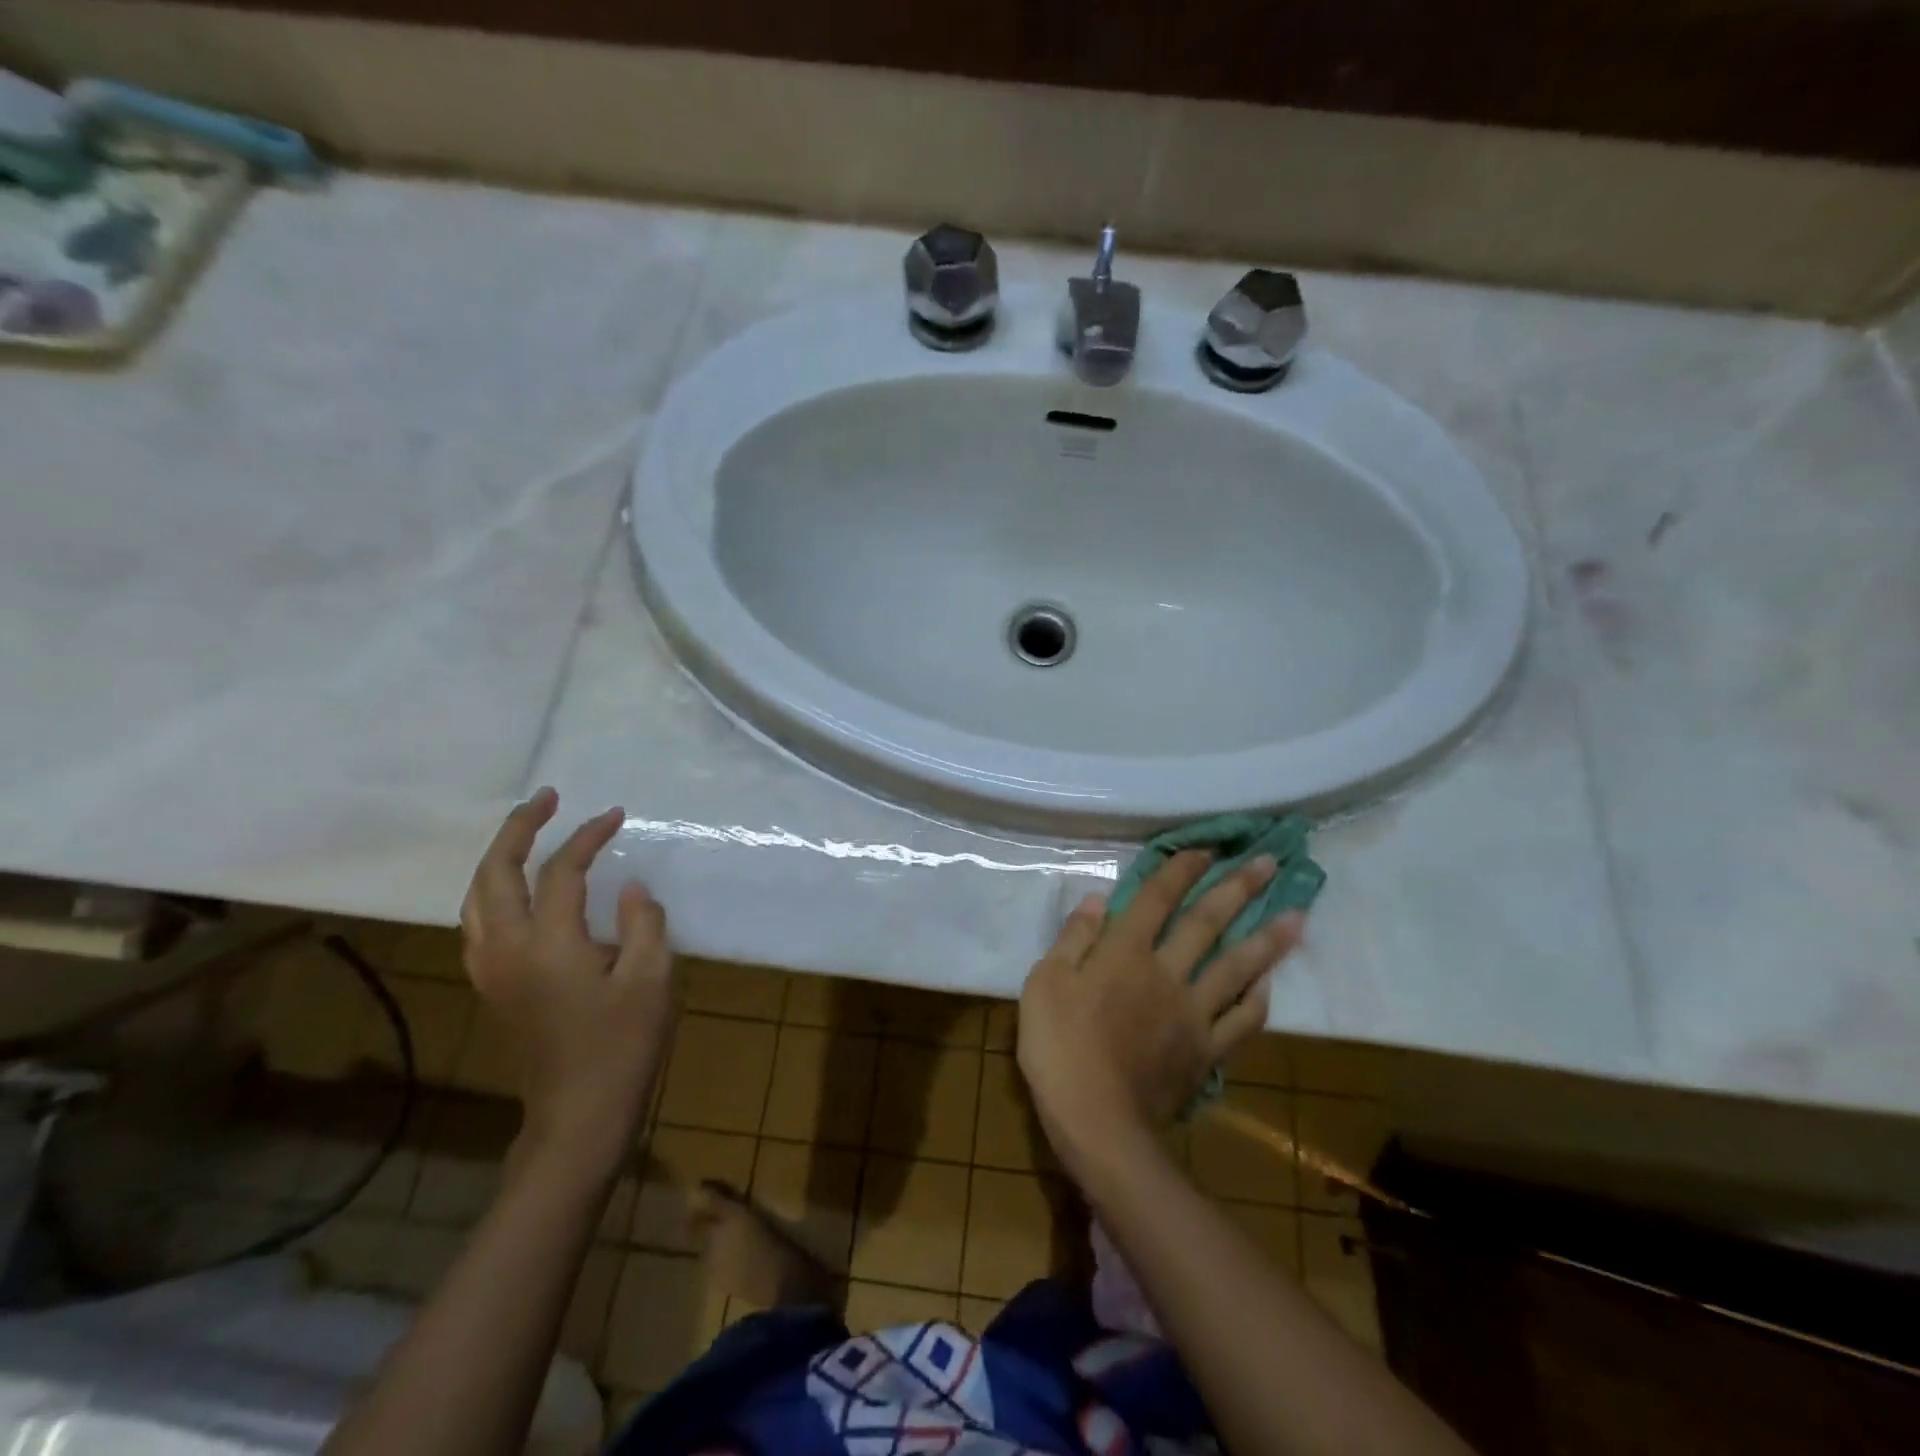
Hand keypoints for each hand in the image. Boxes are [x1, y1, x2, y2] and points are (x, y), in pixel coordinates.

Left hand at [460, 787, 674, 1177]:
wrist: (578, 1114)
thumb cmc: (622, 1045)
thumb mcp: (652, 979)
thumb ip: (644, 922)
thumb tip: (630, 888)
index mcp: (548, 944)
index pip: (561, 872)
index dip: (587, 837)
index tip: (616, 815)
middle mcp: (507, 950)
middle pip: (496, 873)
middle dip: (519, 829)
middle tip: (547, 799)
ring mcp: (492, 970)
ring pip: (476, 898)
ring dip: (498, 857)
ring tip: (526, 833)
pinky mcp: (493, 987)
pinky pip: (478, 923)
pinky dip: (491, 891)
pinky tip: (512, 889)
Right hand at [1017, 852, 1302, 1166]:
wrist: (1097, 1121)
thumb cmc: (1059, 1046)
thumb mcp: (1045, 983)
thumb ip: (1074, 939)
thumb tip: (1097, 900)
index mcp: (1124, 952)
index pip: (1157, 899)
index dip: (1180, 870)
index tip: (1205, 848)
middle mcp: (1166, 972)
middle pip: (1206, 923)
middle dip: (1237, 889)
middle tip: (1269, 863)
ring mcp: (1192, 1013)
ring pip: (1237, 968)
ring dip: (1267, 940)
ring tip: (1297, 916)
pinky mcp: (1206, 1051)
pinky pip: (1241, 1021)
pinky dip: (1258, 1000)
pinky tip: (1270, 984)